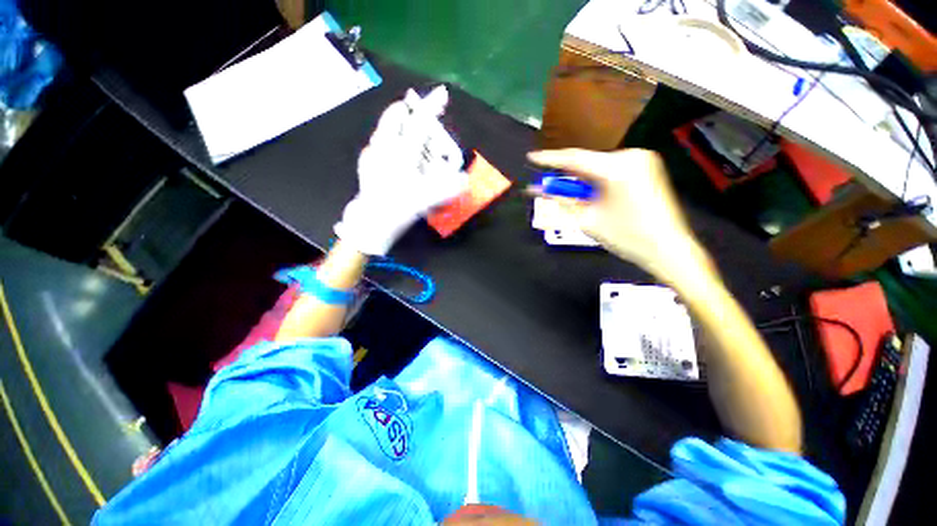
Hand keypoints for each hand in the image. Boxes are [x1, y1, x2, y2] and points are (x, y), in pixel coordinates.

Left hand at [335, 86, 467, 255]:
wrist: (372, 221)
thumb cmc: (401, 207)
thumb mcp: (429, 198)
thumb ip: (449, 187)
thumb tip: (464, 179)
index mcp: (403, 152)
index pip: (420, 122)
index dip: (432, 105)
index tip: (442, 92)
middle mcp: (386, 146)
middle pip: (395, 115)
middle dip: (409, 109)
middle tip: (422, 116)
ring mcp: (373, 152)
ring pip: (385, 126)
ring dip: (398, 123)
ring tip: (410, 133)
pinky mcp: (366, 161)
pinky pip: (378, 142)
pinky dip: (388, 139)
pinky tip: (394, 153)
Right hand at [528, 148, 702, 275]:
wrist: (669, 250)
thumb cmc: (627, 238)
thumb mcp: (587, 220)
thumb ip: (561, 201)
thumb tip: (537, 190)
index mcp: (617, 168)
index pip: (574, 159)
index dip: (549, 159)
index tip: (531, 158)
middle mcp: (632, 156)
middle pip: (587, 162)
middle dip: (566, 174)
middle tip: (547, 185)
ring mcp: (643, 160)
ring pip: (599, 166)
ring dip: (581, 179)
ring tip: (569, 194)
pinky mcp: (648, 167)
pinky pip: (612, 169)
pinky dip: (596, 180)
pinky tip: (590, 193)